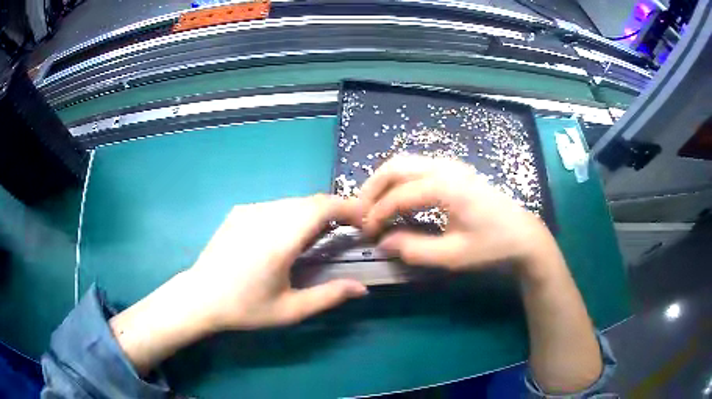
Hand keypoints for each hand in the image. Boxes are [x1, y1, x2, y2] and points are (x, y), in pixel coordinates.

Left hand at [190, 194, 367, 330]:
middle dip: (333, 211)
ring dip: (312, 213)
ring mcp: (249, 210)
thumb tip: (361, 288)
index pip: (321, 207)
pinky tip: (286, 235)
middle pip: (309, 201)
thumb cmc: (245, 307)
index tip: (363, 218)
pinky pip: (275, 205)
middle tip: (344, 231)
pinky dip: (291, 214)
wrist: (200, 297)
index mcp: (279, 240)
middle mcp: (265, 216)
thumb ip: (329, 296)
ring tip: (318, 236)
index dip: (347, 207)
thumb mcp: (290, 310)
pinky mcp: (239, 211)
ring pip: (292, 202)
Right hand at [360, 154, 554, 272]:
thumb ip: (414, 249)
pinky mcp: (454, 169)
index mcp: (445, 187)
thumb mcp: (453, 256)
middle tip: (361, 213)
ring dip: (384, 181)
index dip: (376, 214)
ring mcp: (450, 164)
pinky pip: (417, 166)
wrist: (523, 234)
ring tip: (374, 206)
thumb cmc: (492, 246)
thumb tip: (383, 242)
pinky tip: (398, 198)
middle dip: (372, 189)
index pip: (397, 196)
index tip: (366, 234)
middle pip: (395, 167)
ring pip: (405, 162)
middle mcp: (444, 167)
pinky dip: (399, 179)